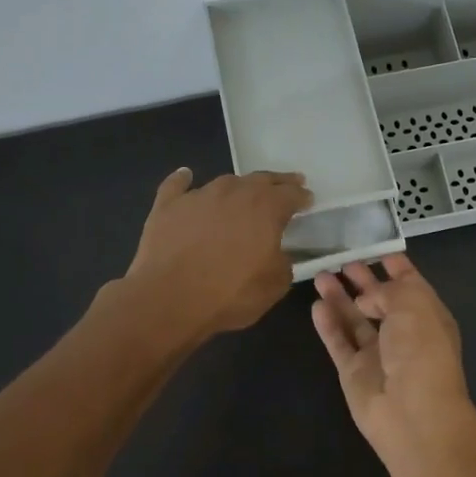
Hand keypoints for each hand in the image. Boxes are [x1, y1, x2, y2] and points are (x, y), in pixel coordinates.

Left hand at [125, 167, 310, 338]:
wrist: (169, 300)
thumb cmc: (230, 294)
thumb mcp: (275, 285)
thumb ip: (283, 262)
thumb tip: (278, 253)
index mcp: (266, 208)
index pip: (291, 194)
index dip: (302, 196)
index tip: (308, 199)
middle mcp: (234, 192)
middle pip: (260, 180)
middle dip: (277, 182)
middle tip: (286, 184)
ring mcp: (198, 196)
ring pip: (225, 182)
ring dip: (239, 186)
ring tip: (244, 192)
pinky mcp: (167, 206)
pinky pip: (177, 186)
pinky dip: (184, 180)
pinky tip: (186, 176)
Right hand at [311, 255, 472, 455]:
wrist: (412, 412)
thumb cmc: (421, 350)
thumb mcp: (412, 304)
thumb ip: (387, 291)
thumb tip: (365, 300)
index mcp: (427, 316)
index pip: (411, 284)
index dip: (396, 267)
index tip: (377, 249)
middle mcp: (403, 333)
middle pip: (380, 301)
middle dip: (363, 280)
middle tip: (341, 260)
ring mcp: (377, 354)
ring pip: (355, 320)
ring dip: (339, 298)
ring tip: (319, 275)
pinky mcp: (353, 372)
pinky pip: (339, 342)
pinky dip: (328, 324)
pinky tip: (316, 306)